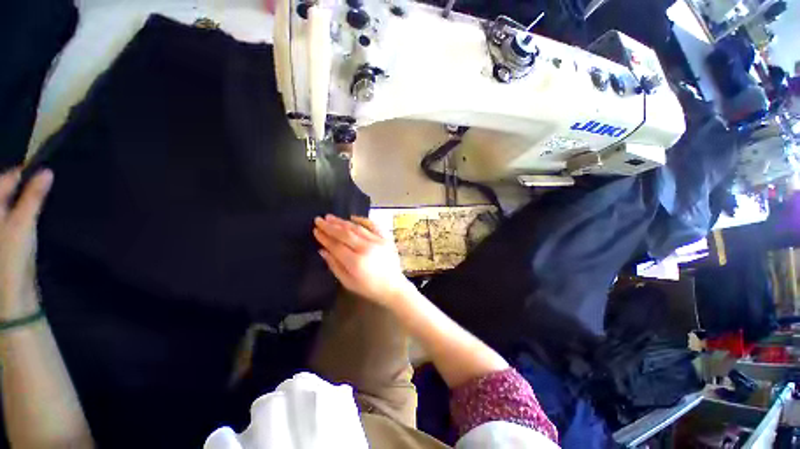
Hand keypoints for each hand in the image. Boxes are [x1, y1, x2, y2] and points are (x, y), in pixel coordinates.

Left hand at [0, 169, 53, 319]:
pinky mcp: (5, 239)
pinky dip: (22, 212)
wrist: (10, 294)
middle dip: (23, 187)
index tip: (43, 170)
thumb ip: (33, 197)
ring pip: (10, 205)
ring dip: (24, 200)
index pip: (5, 181)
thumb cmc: (11, 256)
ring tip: (39, 197)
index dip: (22, 174)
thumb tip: (47, 172)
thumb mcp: (23, 224)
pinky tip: (32, 215)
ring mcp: (0, 229)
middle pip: (6, 192)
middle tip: (43, 182)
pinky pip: (12, 216)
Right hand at [313, 214, 411, 306]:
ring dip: (343, 222)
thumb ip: (334, 265)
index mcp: (356, 262)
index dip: (324, 237)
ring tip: (331, 217)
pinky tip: (353, 217)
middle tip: (319, 219)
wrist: (393, 286)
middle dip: (330, 226)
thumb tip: (322, 250)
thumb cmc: (369, 288)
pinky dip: (363, 220)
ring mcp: (378, 241)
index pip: (336, 245)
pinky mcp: (386, 238)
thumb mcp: (348, 282)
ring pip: (357, 228)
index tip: (315, 230)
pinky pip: (374, 225)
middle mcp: (366, 248)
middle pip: (345, 234)